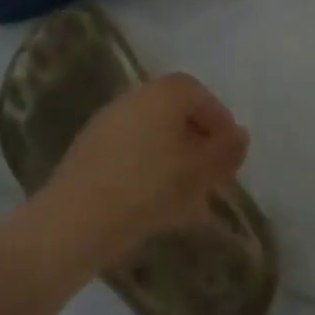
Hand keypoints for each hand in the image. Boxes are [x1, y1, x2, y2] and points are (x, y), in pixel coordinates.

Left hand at [36, 73, 247, 268]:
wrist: (75, 221)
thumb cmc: (149, 188)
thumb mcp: (200, 172)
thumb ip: (226, 151)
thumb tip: (239, 136)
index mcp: (162, 93)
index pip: (198, 94)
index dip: (219, 120)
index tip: (230, 152)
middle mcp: (133, 98)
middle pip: (174, 115)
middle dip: (198, 143)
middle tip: (213, 175)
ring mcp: (107, 124)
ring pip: (153, 138)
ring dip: (175, 161)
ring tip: (190, 200)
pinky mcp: (88, 153)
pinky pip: (131, 155)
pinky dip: (150, 172)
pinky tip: (158, 208)